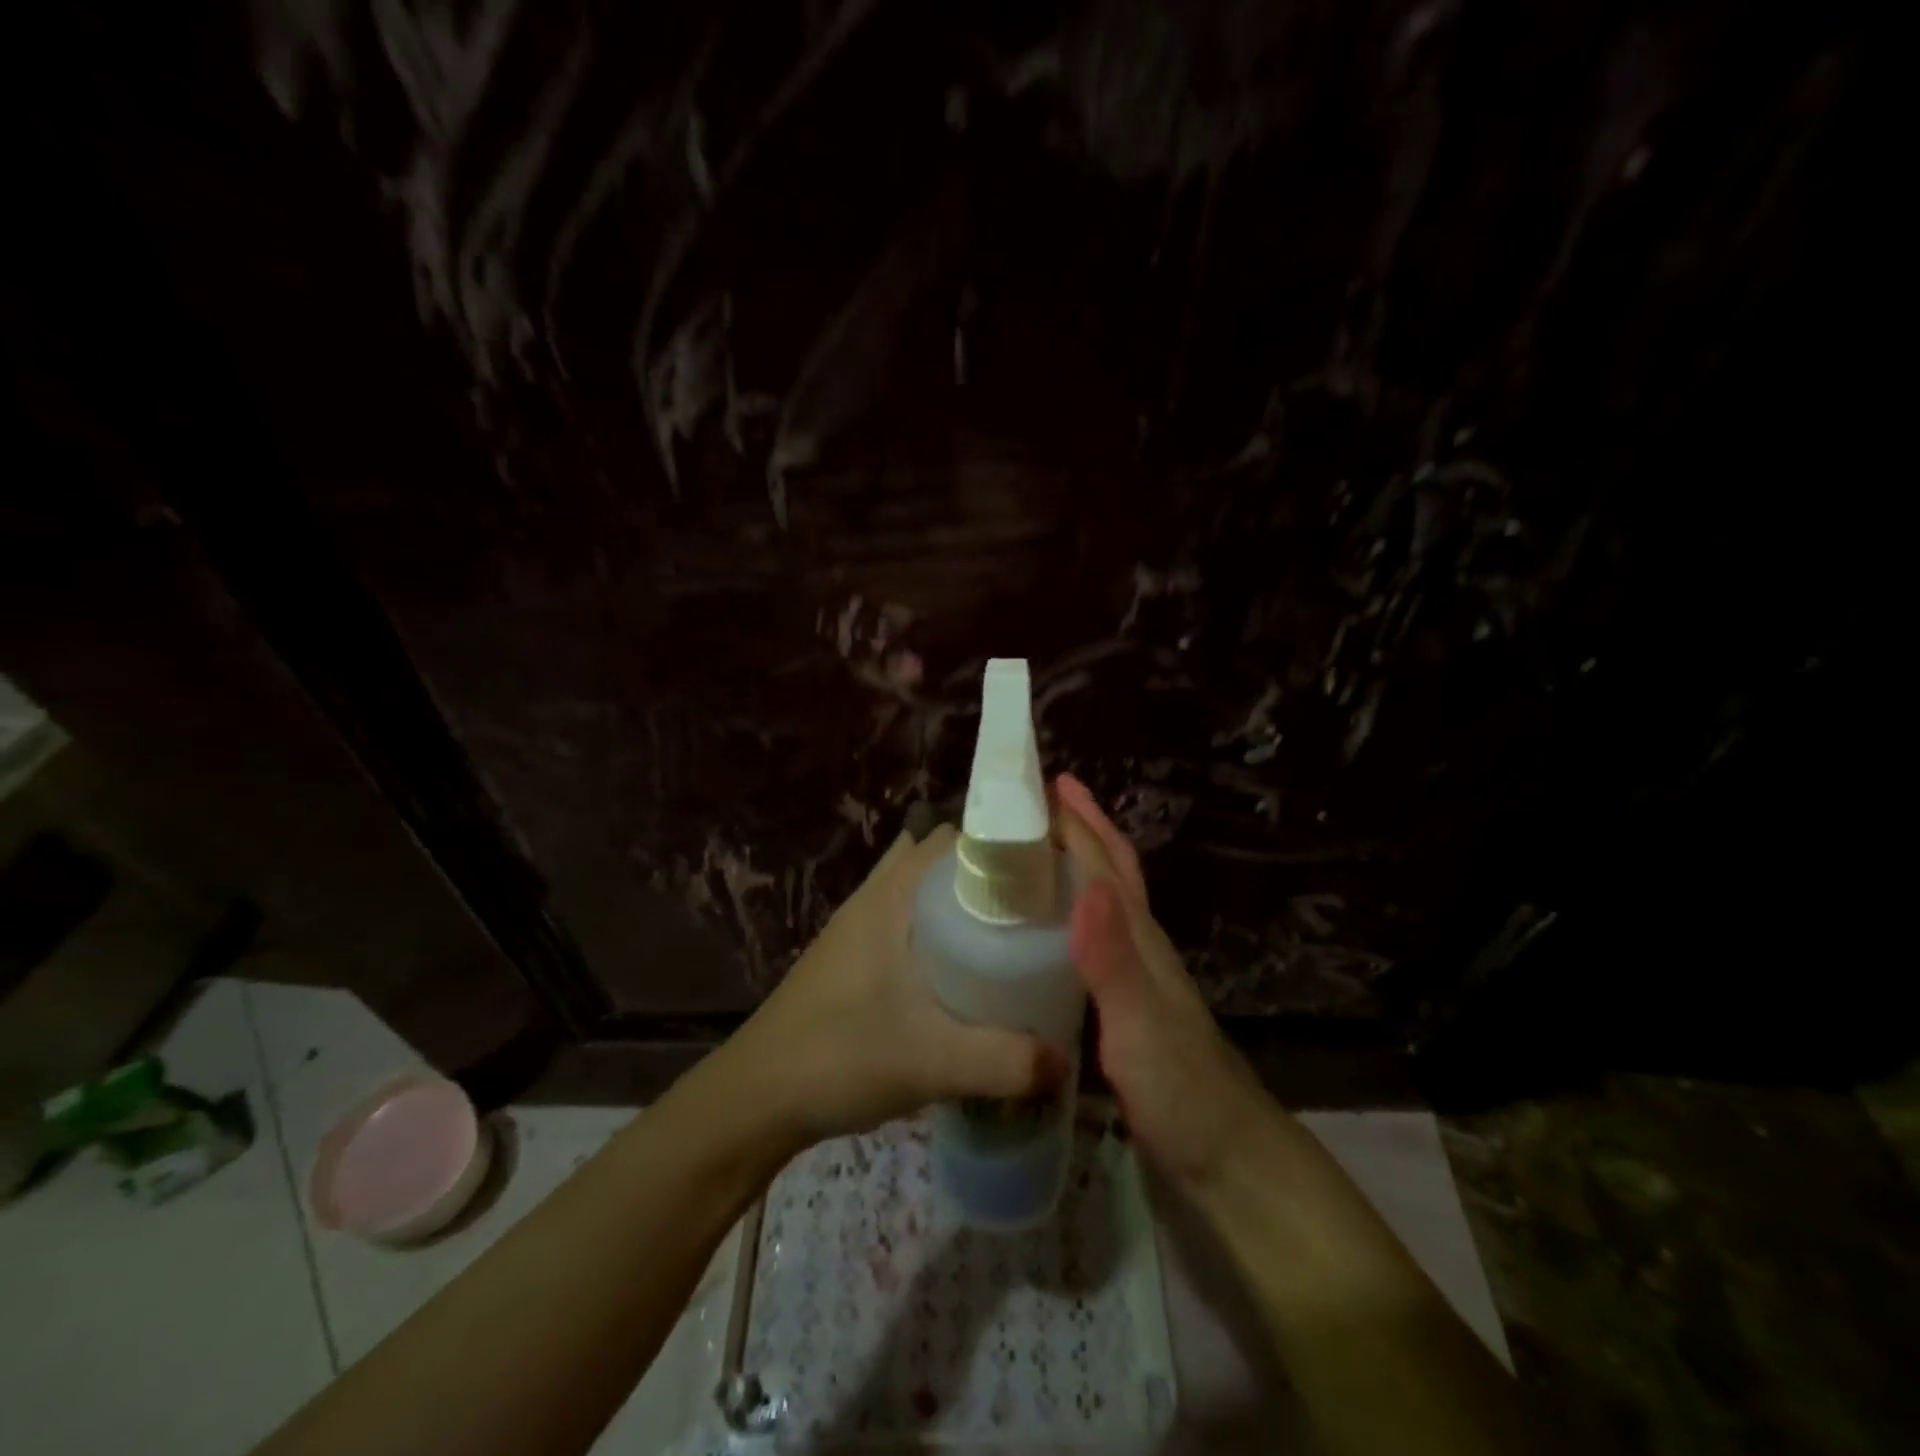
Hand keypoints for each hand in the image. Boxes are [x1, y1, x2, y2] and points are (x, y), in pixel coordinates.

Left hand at [733, 823, 1064, 1143]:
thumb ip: (1006, 1062)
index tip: (1051, 870)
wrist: (758, 1095)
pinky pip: (912, 919)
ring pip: (926, 890)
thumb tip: (1066, 1060)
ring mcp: (863, 922)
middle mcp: (878, 894)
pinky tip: (966, 971)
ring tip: (1012, 935)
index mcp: (894, 894)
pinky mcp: (856, 953)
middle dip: (993, 874)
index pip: (956, 837)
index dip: (1005, 843)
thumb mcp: (932, 1061)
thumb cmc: (839, 1056)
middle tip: (1041, 909)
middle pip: (945, 859)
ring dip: (964, 902)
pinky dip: (942, 928)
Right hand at [1055, 773, 1268, 1190]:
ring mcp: (1134, 977)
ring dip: (1074, 867)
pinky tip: (1044, 929)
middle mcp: (1139, 946)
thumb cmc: (1182, 1091)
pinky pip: (1090, 942)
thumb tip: (1087, 884)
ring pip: (1101, 904)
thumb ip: (1112, 961)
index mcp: (1141, 939)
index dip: (1080, 821)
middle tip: (1037, 803)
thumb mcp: (1139, 1025)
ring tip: (1033, 852)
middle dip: (1082, 830)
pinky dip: (1069, 917)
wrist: (1226, 1160)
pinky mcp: (1123, 1007)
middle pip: (1111, 873)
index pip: (1106, 865)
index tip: (1044, 783)